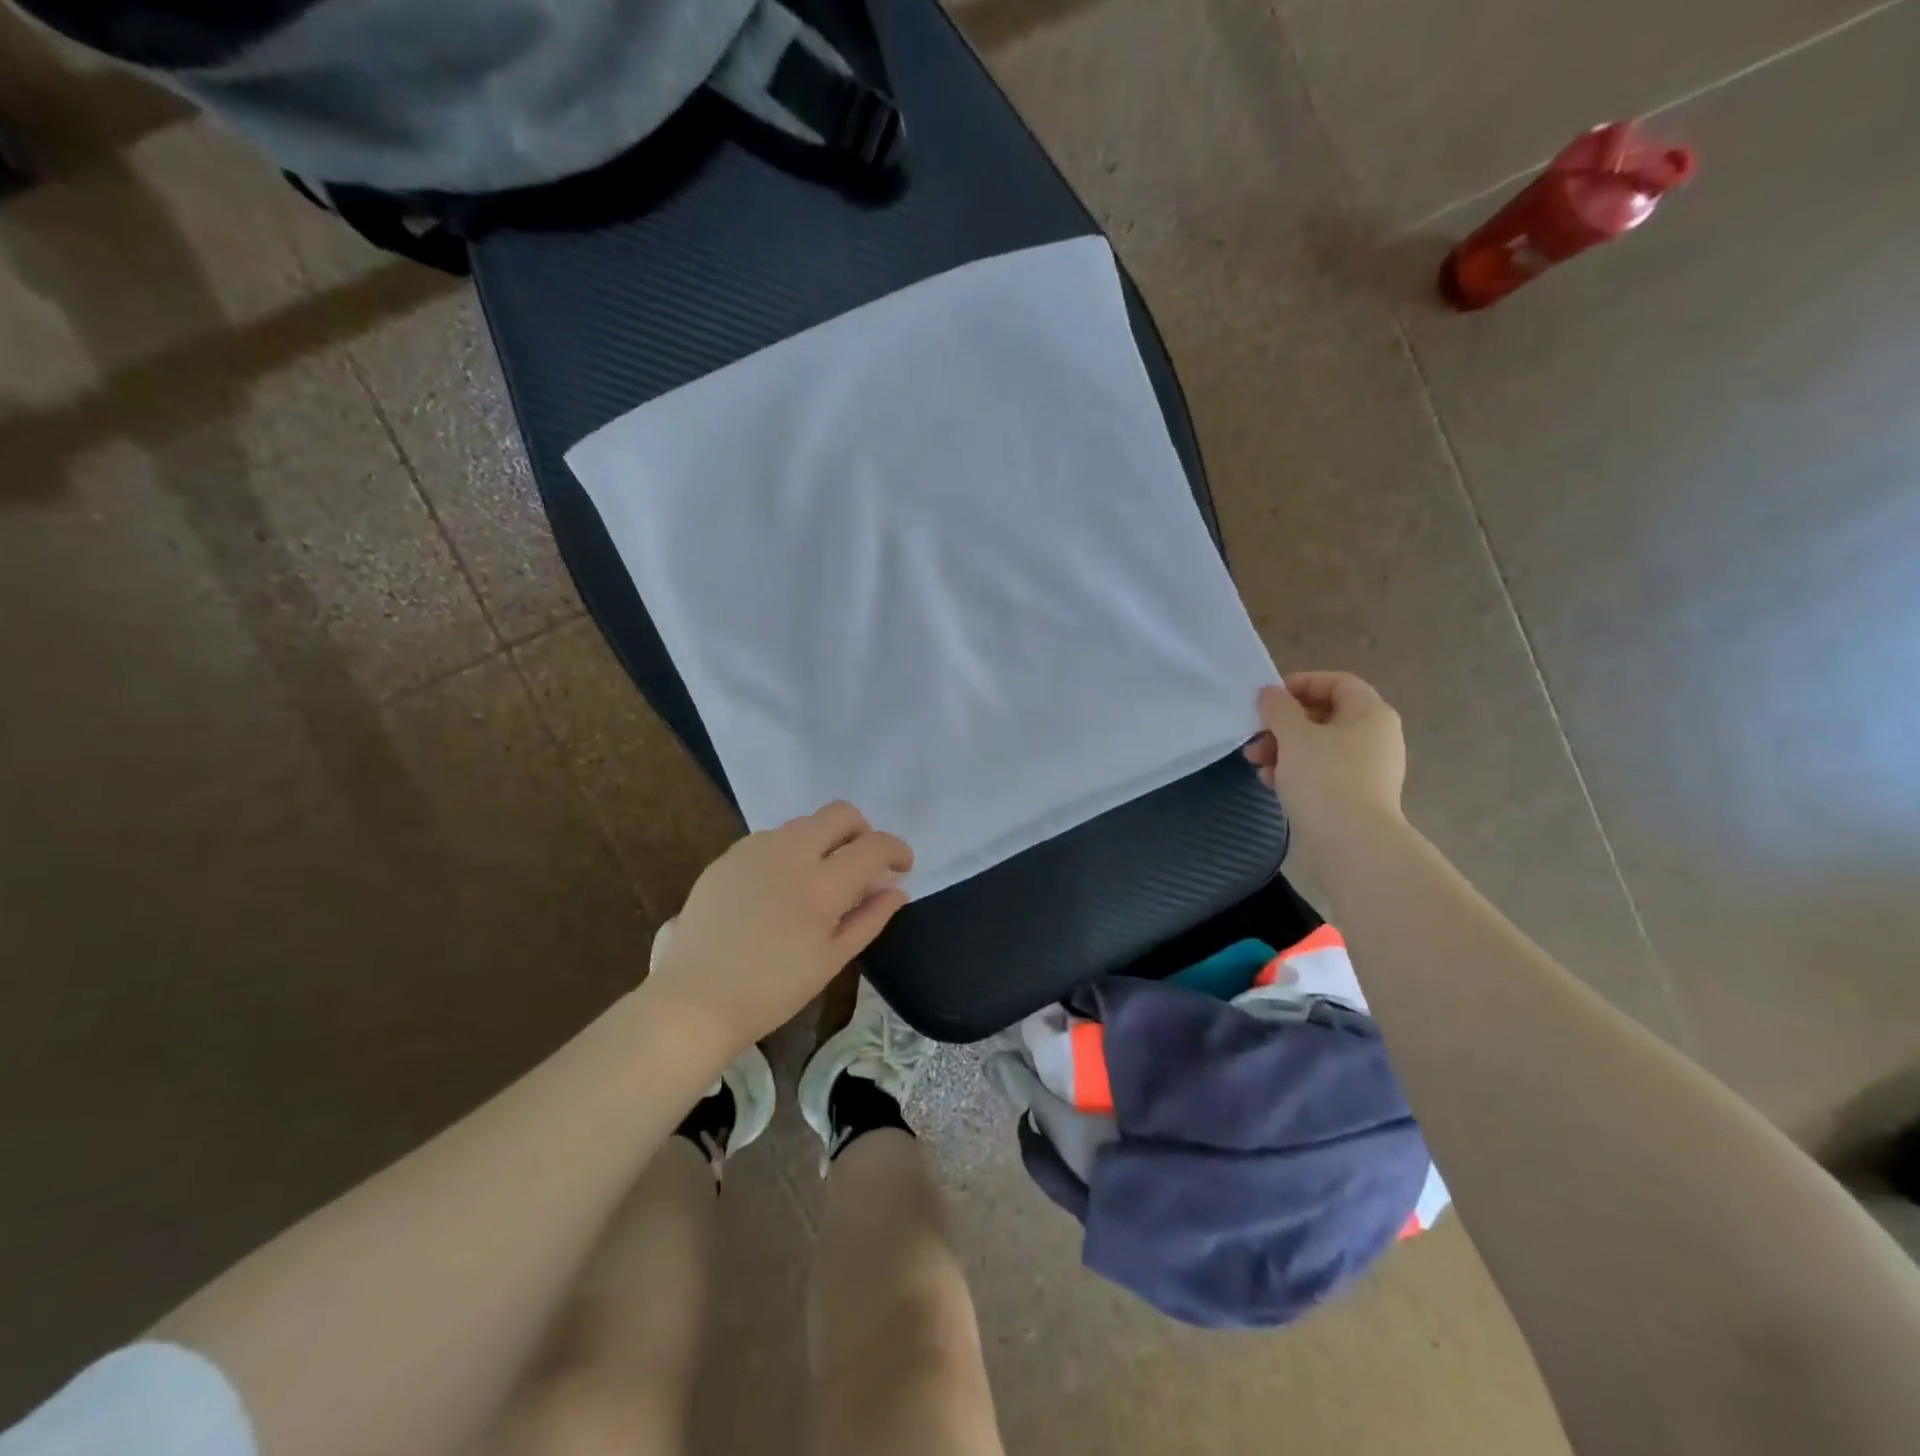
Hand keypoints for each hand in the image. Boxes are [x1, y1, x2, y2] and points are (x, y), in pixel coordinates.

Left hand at [644, 801, 913, 1053]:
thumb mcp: (831, 960)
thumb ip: (869, 918)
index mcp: (822, 884)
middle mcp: (790, 853)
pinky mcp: (728, 857)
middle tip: (861, 864)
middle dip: (861, 831)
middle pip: (840, 813)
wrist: (694, 1001)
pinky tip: (779, 889)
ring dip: (824, 841)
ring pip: (804, 824)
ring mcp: (754, 850)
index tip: (902, 866)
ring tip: (818, 881)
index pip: (874, 845)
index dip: (897, 850)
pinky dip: (790, 852)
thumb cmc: (772, 990)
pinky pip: (771, 839)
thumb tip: (897, 890)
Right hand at [1244, 672, 1407, 865]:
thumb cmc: (1325, 778)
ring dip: (1283, 749)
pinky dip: (1295, 772)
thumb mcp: (1294, 735)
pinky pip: (1321, 773)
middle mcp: (1375, 738)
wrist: (1352, 844)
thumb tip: (1270, 694)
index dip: (1301, 683)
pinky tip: (1270, 783)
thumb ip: (1278, 708)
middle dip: (1283, 723)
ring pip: (1318, 747)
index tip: (1268, 699)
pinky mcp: (1354, 797)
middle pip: (1323, 716)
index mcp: (1370, 714)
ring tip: (1257, 763)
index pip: (1338, 682)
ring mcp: (1367, 770)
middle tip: (1255, 735)